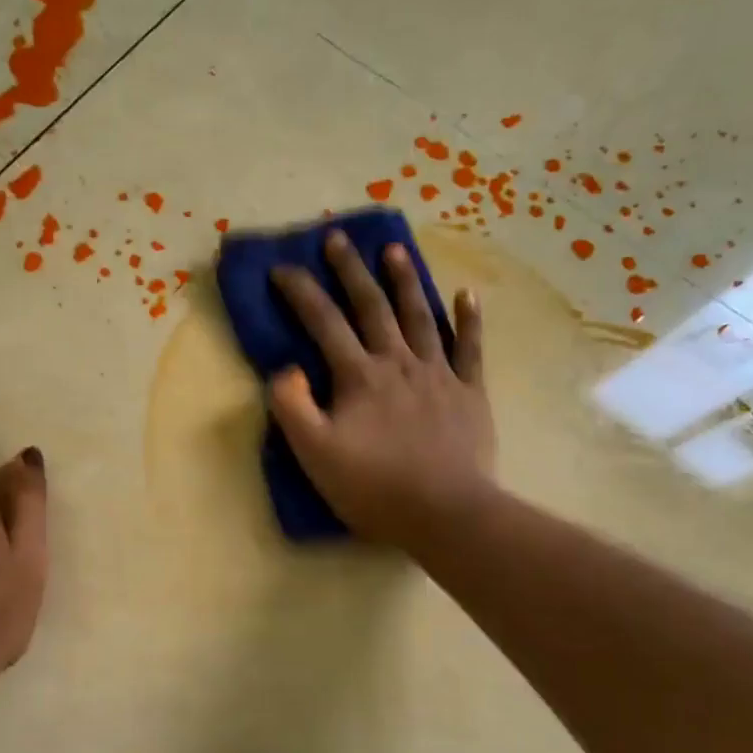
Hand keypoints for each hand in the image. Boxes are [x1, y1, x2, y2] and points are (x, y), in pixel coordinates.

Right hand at [268, 233, 491, 548]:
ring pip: (419, 316)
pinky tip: (467, 294)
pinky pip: (470, 348)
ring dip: (404, 281)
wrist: (445, 513)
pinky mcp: (469, 393)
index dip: (301, 292)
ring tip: (394, 251)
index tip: (282, 269)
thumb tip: (284, 369)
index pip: (324, 322)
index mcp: (359, 376)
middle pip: (372, 307)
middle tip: (337, 239)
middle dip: (351, 270)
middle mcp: (398, 363)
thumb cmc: (374, 488)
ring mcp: (438, 374)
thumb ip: (292, 407)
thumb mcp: (315, 454)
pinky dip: (468, 319)